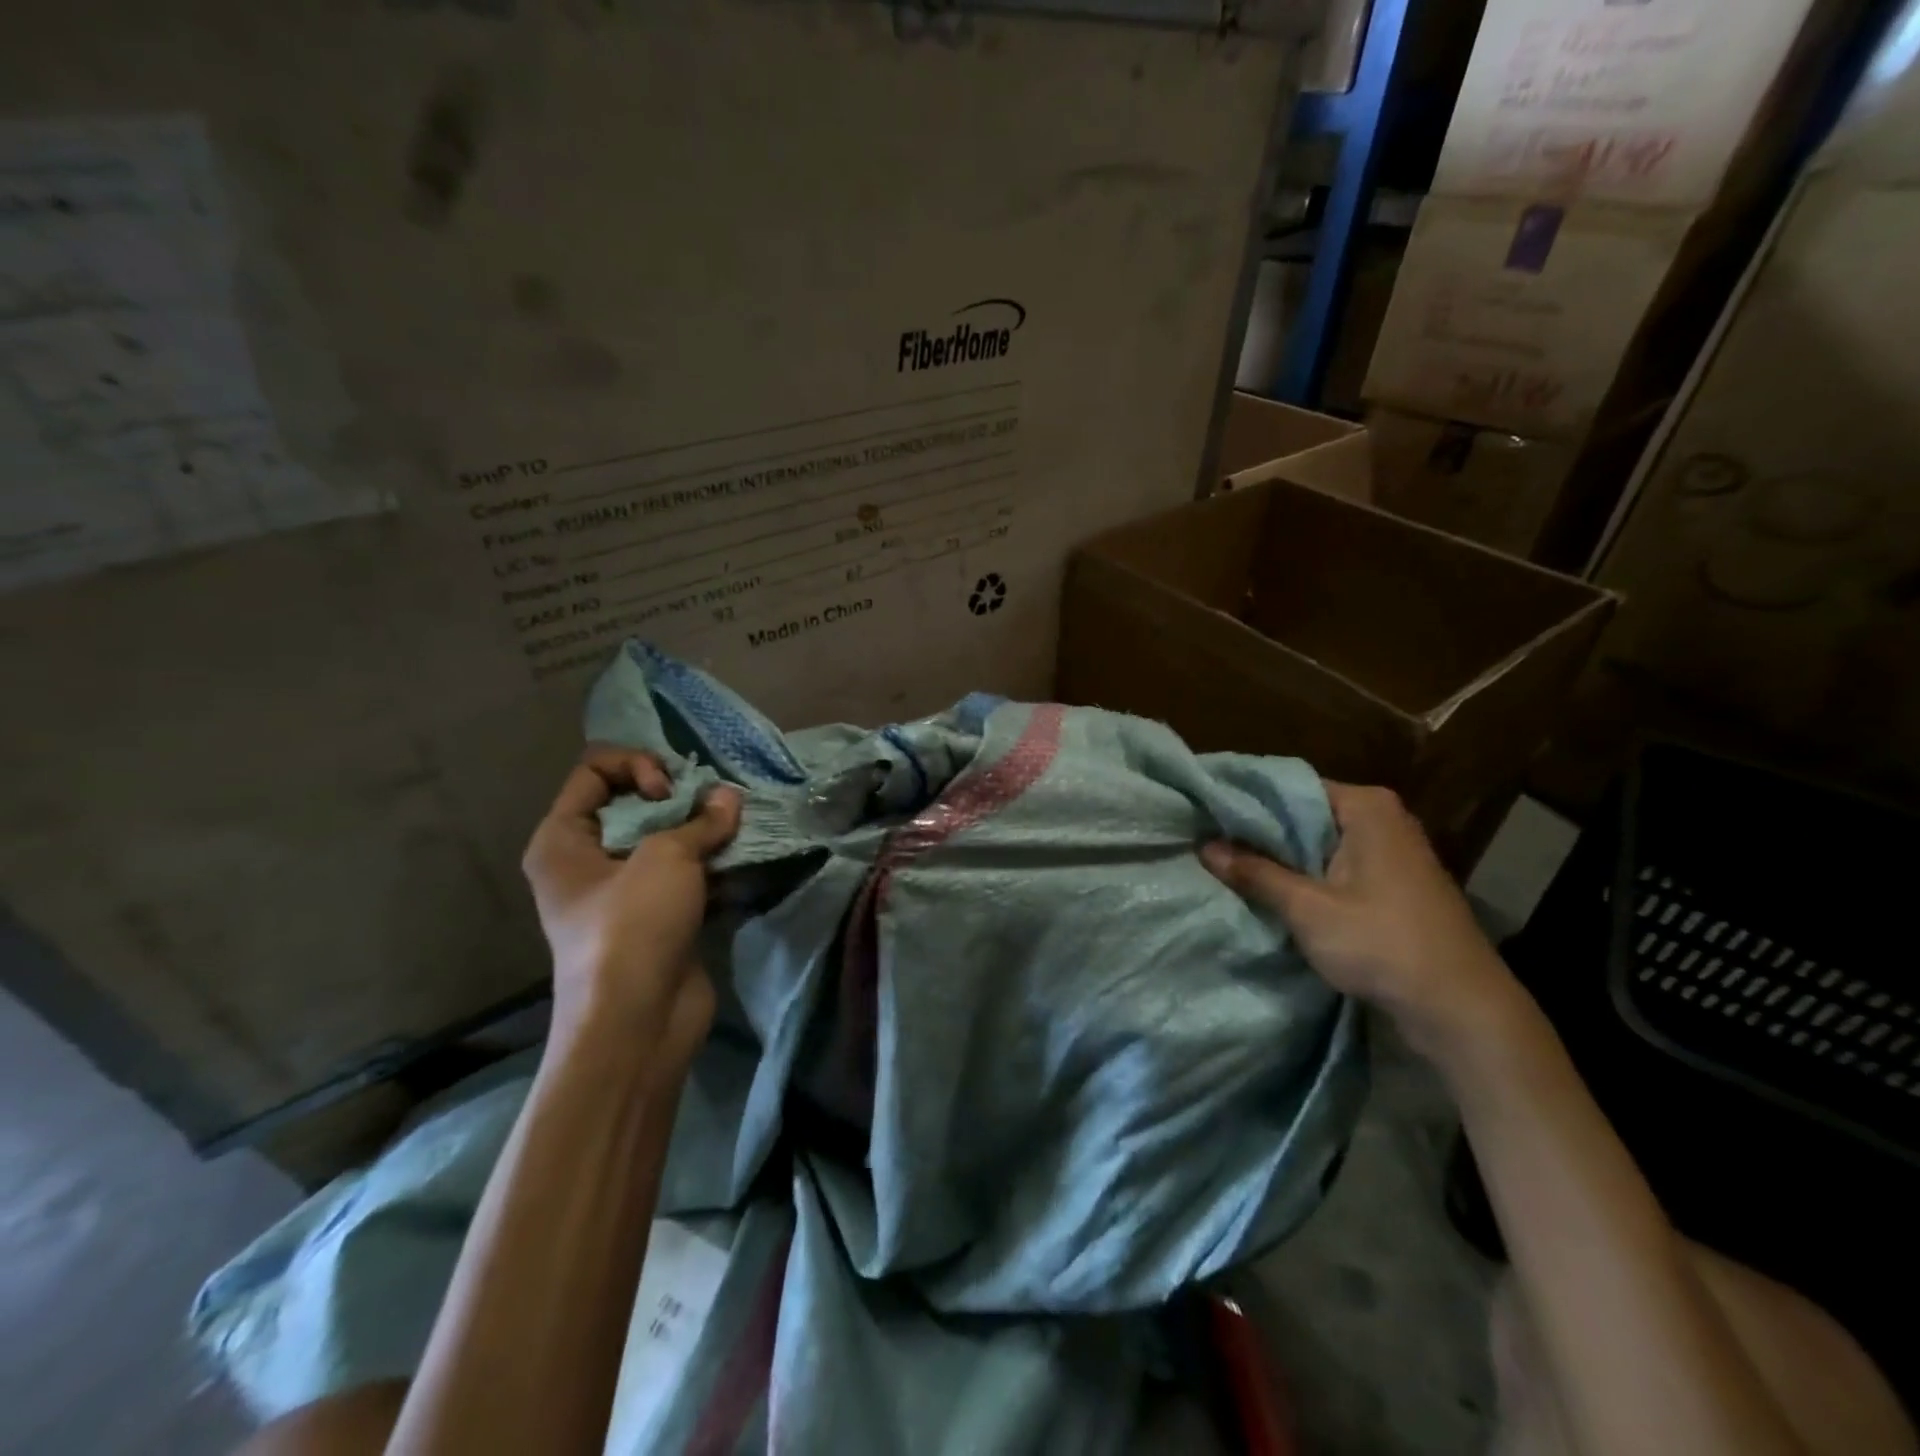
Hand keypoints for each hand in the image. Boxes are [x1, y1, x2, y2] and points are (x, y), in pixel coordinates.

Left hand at [521, 746, 741, 1068]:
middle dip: (679, 795)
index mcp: (562, 838)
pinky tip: (740, 857)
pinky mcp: (659, 916)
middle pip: (633, 802)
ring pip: (665, 839)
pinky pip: (685, 873)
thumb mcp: (666, 858)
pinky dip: (712, 861)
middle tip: (713, 804)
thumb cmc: (633, 926)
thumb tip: (730, 798)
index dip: (636, 766)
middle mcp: (587, 860)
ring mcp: (624, 891)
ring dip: (701, 829)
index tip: (670, 791)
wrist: (639, 1022)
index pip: (595, 771)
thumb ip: (702, 820)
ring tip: (734, 826)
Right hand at [1202, 782, 1521, 1056]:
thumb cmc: (1382, 944)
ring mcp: (1393, 852)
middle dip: (1261, 832)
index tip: (1206, 813)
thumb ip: (1255, 873)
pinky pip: (1338, 867)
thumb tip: (1204, 846)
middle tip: (1209, 840)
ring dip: (1283, 858)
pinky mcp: (1395, 884)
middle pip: (1305, 815)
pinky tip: (1274, 890)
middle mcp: (1383, 819)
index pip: (1291, 787)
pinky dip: (1307, 876)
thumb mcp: (1308, 908)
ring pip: (1320, 844)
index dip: (1247, 801)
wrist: (1461, 1008)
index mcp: (1366, 807)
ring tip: (1230, 864)